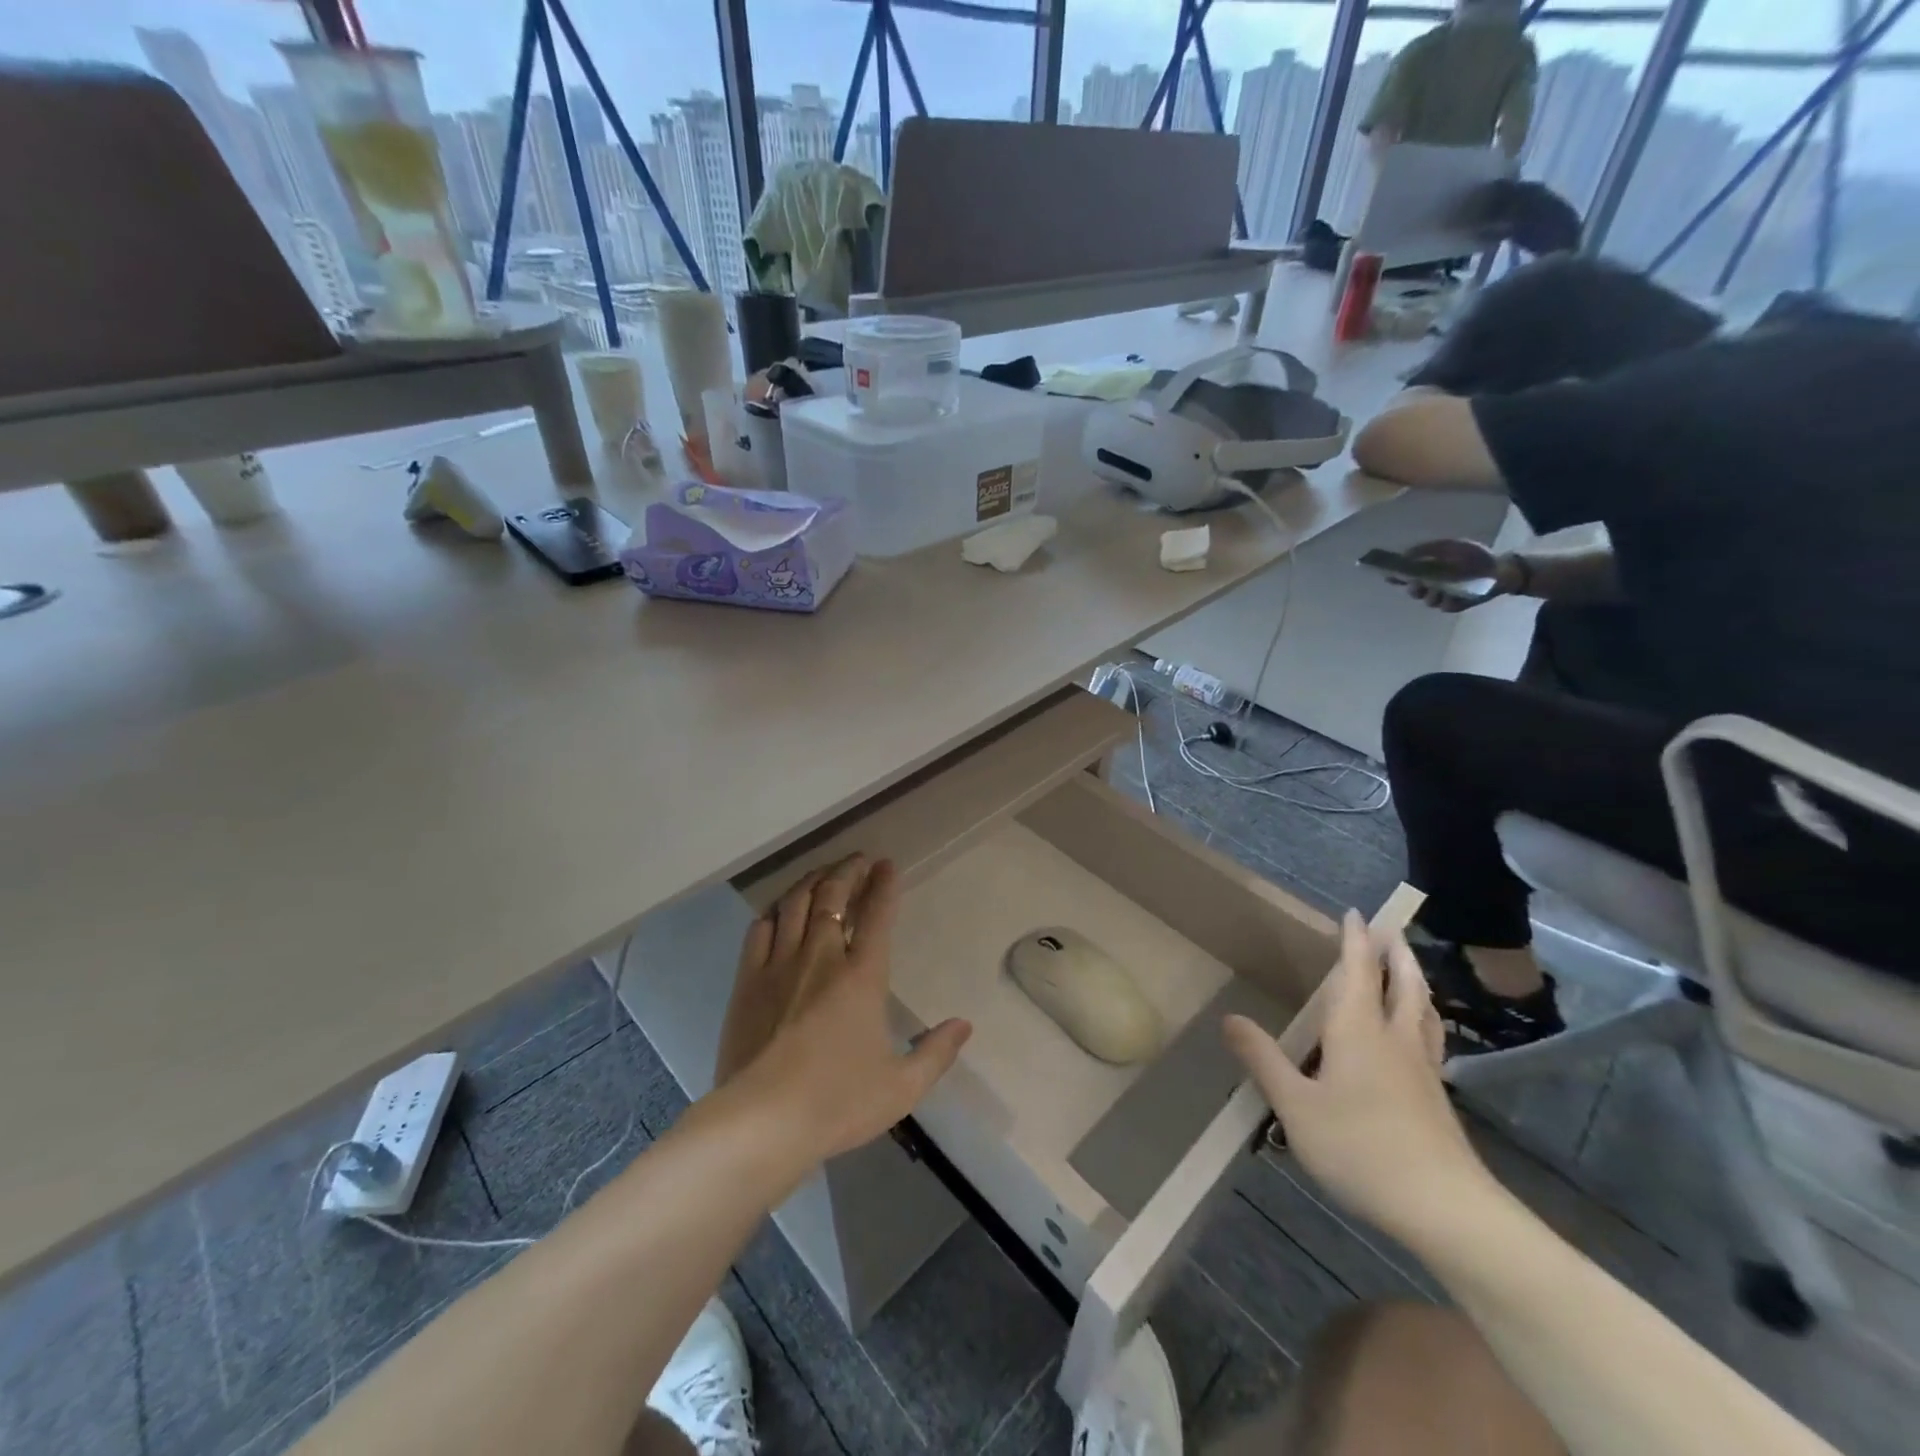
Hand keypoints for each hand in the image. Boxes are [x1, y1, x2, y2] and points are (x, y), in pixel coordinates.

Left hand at [715, 855, 970, 1164]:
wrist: (764, 1120)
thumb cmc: (838, 1102)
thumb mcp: (901, 1087)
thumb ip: (935, 1053)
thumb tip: (965, 1025)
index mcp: (862, 977)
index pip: (877, 916)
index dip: (884, 886)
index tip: (887, 864)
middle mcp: (821, 958)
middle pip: (833, 898)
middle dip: (847, 872)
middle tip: (858, 859)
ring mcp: (779, 965)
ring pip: (796, 904)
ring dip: (812, 881)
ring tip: (823, 872)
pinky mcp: (747, 981)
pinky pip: (760, 929)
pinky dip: (775, 911)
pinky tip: (780, 909)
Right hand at [1223, 912, 1491, 1246]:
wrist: (1446, 1209)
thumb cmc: (1361, 1148)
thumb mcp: (1295, 1106)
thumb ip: (1263, 1060)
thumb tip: (1229, 1018)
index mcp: (1358, 1030)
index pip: (1357, 971)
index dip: (1355, 940)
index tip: (1355, 913)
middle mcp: (1394, 1038)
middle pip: (1402, 984)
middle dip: (1395, 954)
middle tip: (1392, 930)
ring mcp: (1422, 1069)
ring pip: (1423, 1010)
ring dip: (1415, 982)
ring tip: (1410, 971)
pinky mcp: (1436, 1099)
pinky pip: (1430, 1038)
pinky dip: (1423, 1018)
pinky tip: (1419, 1037)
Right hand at [1393, 538, 1516, 613]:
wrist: (1500, 569)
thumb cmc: (1474, 556)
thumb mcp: (1450, 546)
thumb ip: (1427, 549)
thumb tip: (1404, 553)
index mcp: (1428, 571)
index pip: (1405, 576)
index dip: (1395, 577)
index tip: (1389, 576)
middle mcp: (1432, 585)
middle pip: (1413, 591)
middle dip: (1414, 588)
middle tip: (1418, 584)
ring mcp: (1442, 597)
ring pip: (1428, 601)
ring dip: (1432, 595)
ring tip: (1441, 590)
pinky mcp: (1455, 605)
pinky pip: (1445, 606)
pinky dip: (1449, 601)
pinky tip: (1456, 595)